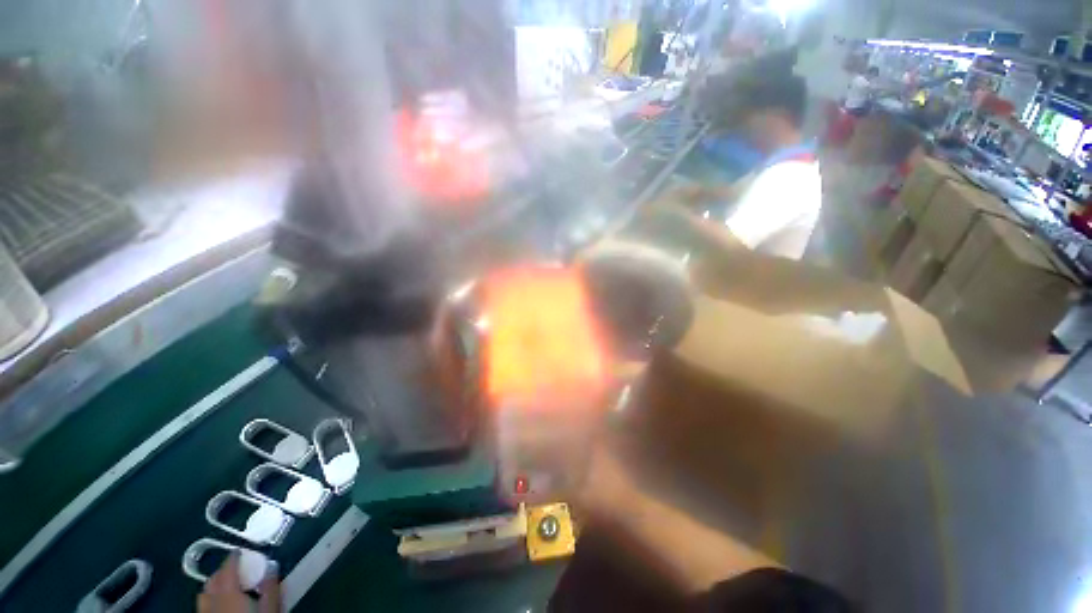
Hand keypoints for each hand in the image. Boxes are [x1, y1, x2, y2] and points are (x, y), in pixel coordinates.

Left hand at [197, 554, 280, 612]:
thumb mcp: (271, 609)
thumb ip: (271, 588)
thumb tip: (272, 566)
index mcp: (229, 593)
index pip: (227, 568)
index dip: (234, 557)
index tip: (242, 550)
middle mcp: (211, 602)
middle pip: (211, 581)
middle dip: (222, 572)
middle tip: (238, 569)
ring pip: (203, 595)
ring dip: (214, 587)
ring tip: (229, 587)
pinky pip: (203, 607)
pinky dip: (211, 601)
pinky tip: (222, 606)